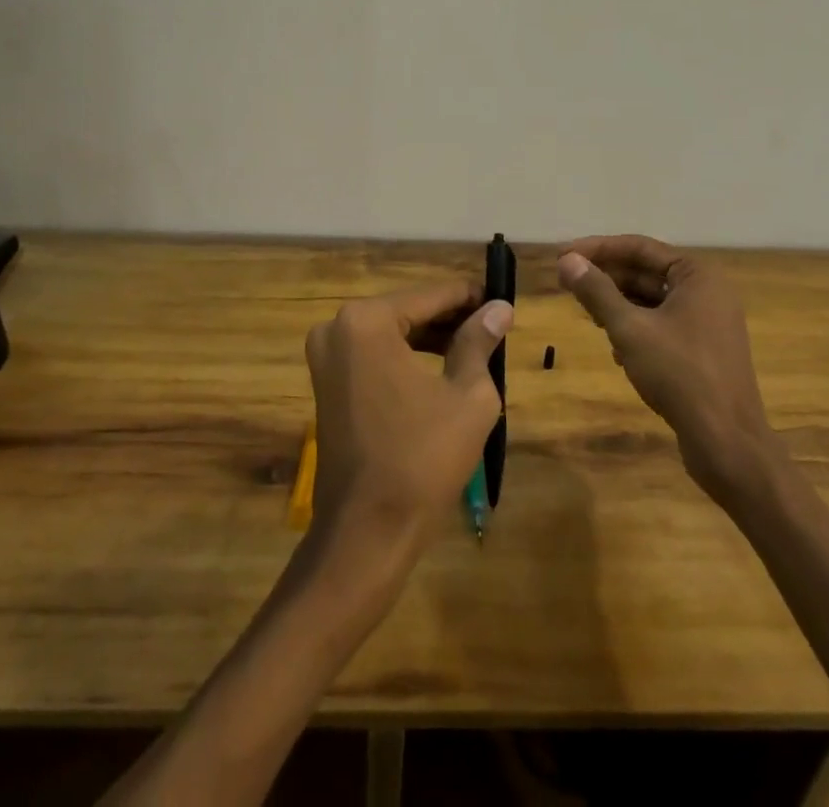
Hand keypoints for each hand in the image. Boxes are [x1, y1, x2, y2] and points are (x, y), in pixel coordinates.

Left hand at [304, 279, 513, 552]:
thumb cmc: (423, 459)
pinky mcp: (327, 383)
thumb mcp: (467, 395)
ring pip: (391, 332)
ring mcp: (326, 356)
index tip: (502, 299)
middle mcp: (338, 327)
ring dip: (431, 338)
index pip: (431, 295)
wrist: (366, 533)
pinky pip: (375, 355)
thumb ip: (479, 342)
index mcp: (367, 321)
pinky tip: (443, 367)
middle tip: (494, 326)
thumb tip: (499, 308)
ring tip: (476, 346)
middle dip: (451, 318)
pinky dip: (407, 357)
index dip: (470, 297)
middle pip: (408, 310)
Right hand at [558, 235, 774, 495]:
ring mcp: (708, 323)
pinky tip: (618, 352)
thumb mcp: (630, 329)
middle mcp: (707, 292)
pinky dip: (636, 330)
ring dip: (619, 306)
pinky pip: (662, 326)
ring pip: (652, 301)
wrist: (727, 443)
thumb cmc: (679, 374)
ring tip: (589, 317)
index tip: (561, 257)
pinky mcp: (704, 352)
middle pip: (645, 272)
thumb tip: (567, 261)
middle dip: (606, 279)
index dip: (596, 249)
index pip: (638, 247)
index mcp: (697, 275)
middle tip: (567, 285)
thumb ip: (597, 292)